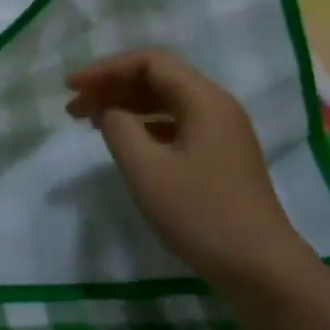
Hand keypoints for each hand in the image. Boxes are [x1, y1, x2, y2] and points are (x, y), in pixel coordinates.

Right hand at [66, 49, 309, 288]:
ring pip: (166, 102)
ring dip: (126, 106)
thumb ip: (119, 129)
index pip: (149, 62)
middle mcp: (216, 106)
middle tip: (73, 108)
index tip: (72, 88)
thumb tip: (111, 112)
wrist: (258, 267)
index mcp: (204, 100)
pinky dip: (144, 126)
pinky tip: (124, 142)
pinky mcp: (220, 157)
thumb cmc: (199, 214)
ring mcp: (222, 132)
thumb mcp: (146, 170)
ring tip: (90, 123)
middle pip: (158, 79)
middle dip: (112, 87)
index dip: (106, 69)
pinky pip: (176, 124)